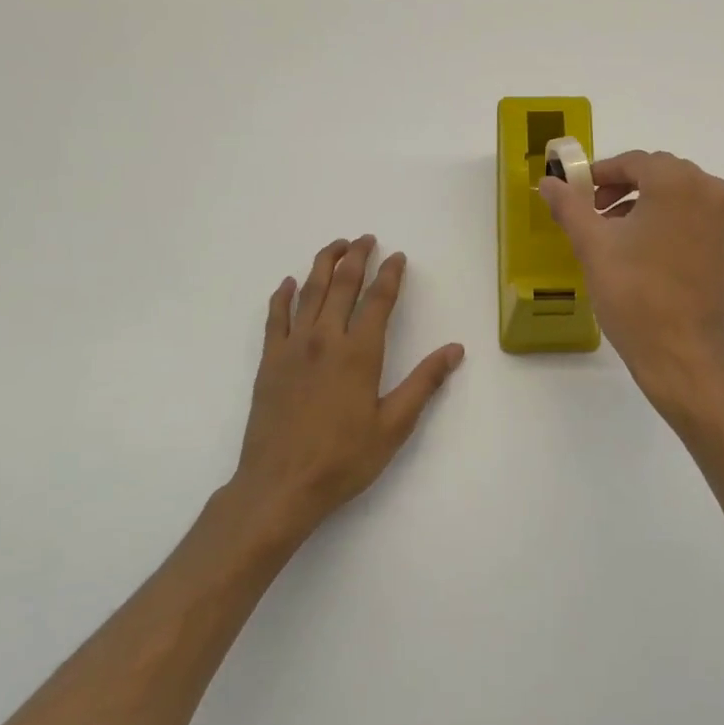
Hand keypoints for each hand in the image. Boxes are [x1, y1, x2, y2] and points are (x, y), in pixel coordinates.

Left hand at [230, 236, 464, 542]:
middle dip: (356, 257)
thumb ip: (424, 383)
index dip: (390, 274)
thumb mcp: (395, 425)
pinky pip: (275, 317)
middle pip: (341, 284)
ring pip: (308, 292)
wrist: (280, 486)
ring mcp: (292, 348)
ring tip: (336, 246)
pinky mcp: (269, 362)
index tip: (398, 256)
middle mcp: (325, 339)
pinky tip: (287, 283)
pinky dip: (281, 296)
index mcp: (359, 353)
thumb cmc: (344, 458)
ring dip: (323, 265)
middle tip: (366, 239)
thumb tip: (455, 349)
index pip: (378, 300)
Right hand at [539, 151, 723, 406]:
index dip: (602, 174)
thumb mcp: (592, 246)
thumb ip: (570, 206)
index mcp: (679, 183)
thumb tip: (547, 182)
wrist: (683, 354)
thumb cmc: (634, 294)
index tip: (580, 193)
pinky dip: (676, 226)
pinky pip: (701, 222)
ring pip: (684, 198)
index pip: (635, 162)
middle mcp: (713, 192)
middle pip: (663, 176)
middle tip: (598, 214)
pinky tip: (654, 256)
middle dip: (627, 189)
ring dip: (651, 207)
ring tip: (622, 238)